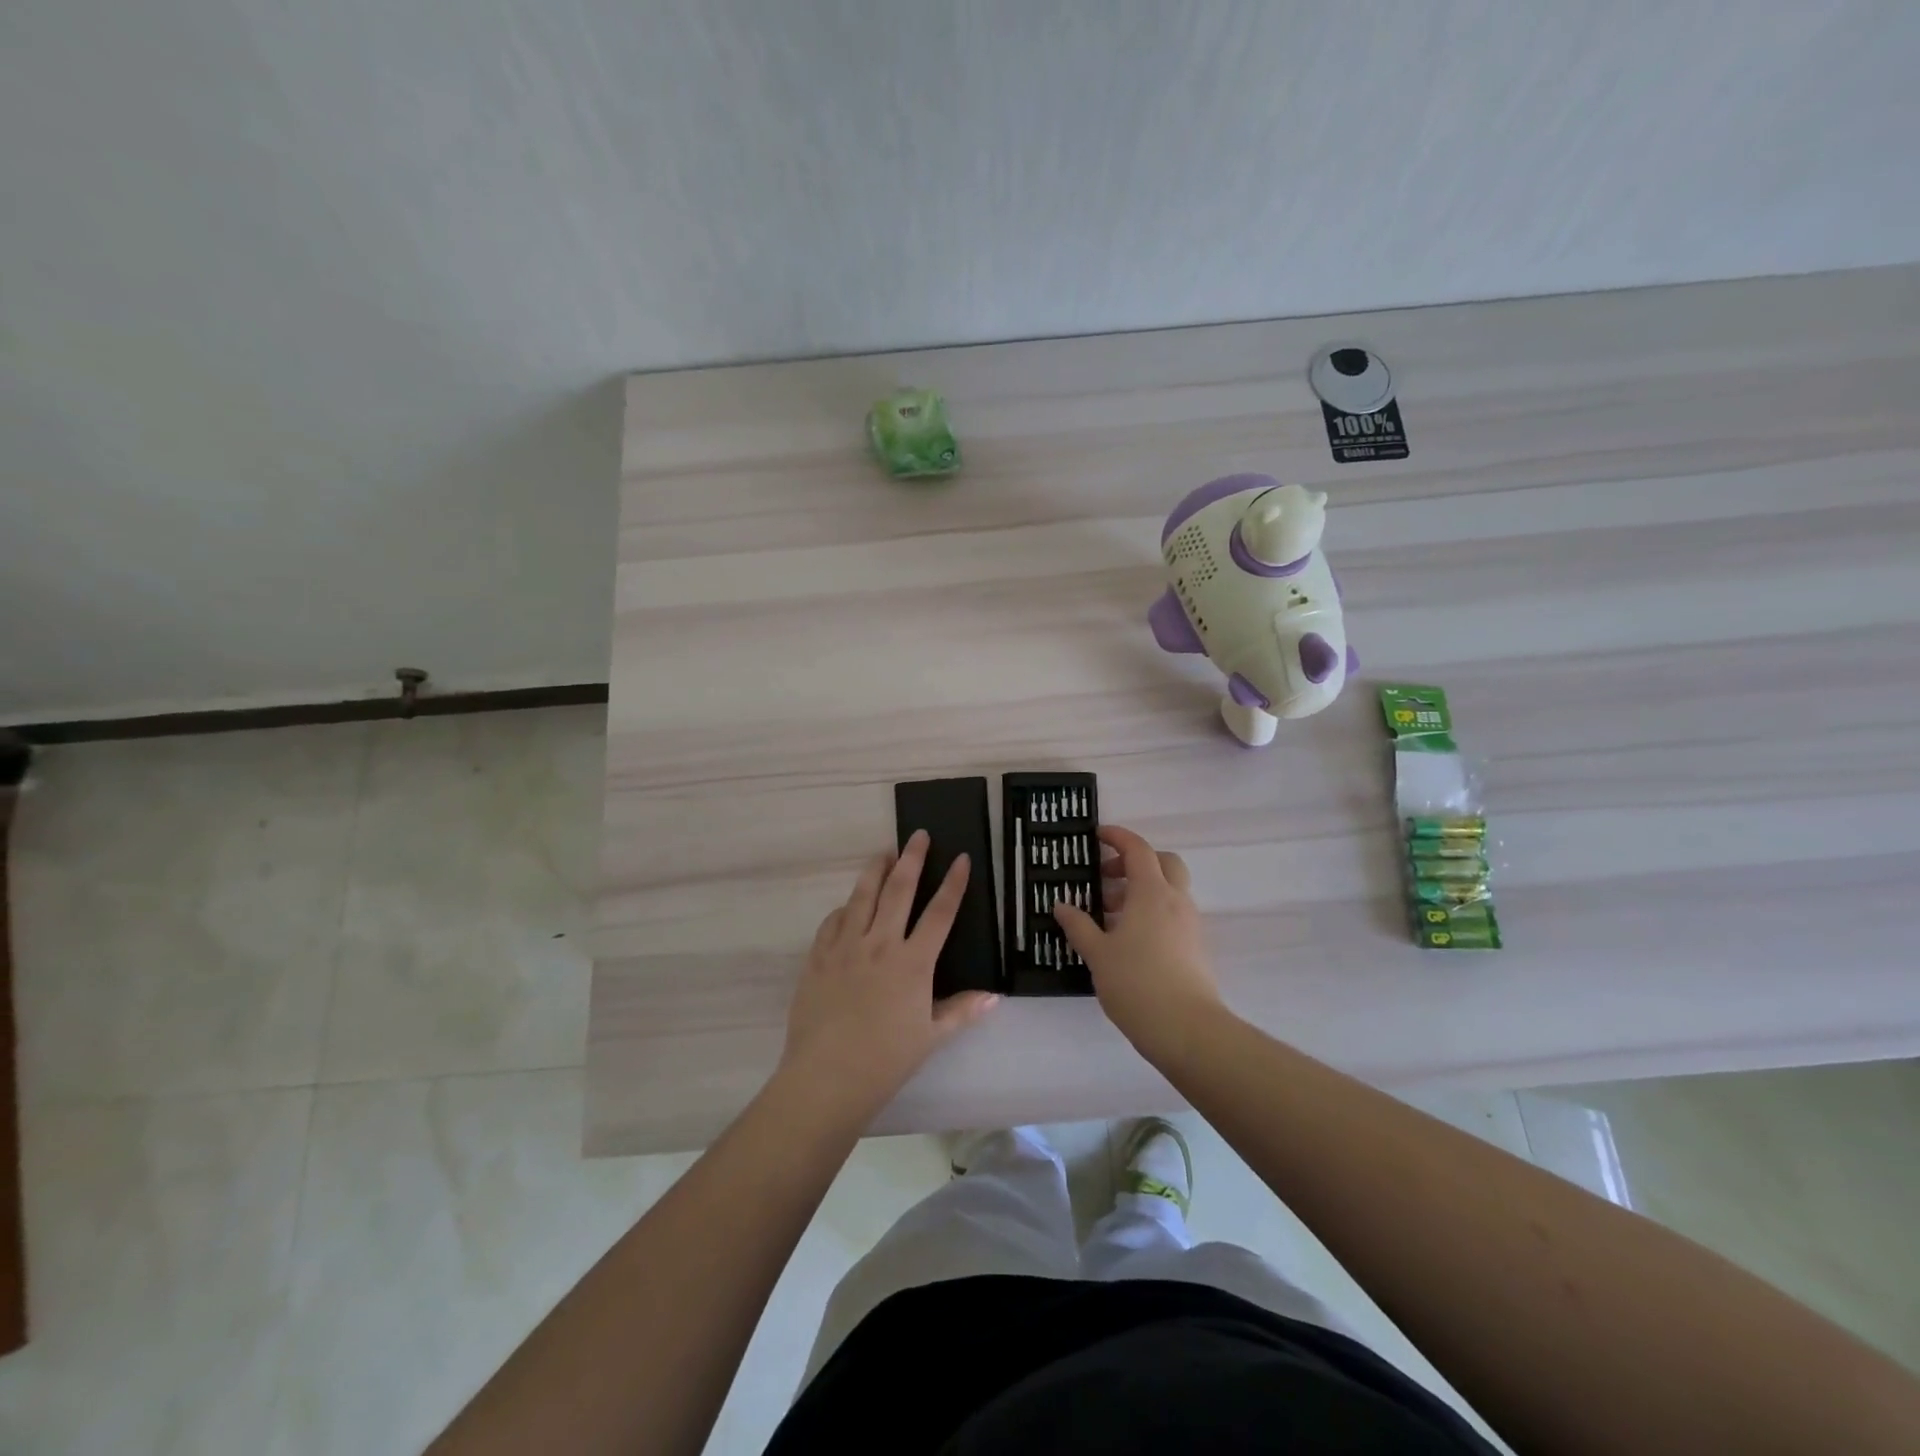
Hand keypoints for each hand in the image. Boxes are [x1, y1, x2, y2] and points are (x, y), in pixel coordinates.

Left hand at [779, 830, 999, 1120]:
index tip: (961, 859)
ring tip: (884, 852)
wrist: (827, 1077)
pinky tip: (849, 905)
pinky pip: (833, 921)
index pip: (939, 913)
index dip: (953, 884)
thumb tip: (994, 996)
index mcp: (913, 962)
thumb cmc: (886, 1060)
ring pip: (862, 896)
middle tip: (919, 835)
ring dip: (875, 870)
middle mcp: (880, 944)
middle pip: (899, 890)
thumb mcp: (931, 1037)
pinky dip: (845, 908)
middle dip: (912, 859)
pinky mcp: (818, 957)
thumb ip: (962, 1011)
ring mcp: (845, 947)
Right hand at [1054, 825, 1223, 1061]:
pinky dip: (1152, 912)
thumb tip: (1061, 905)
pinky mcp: (1195, 947)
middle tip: (1106, 877)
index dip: (1118, 837)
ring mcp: (1190, 924)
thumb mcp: (1097, 954)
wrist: (1188, 1030)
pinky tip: (1128, 939)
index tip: (1097, 835)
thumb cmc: (1136, 983)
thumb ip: (1078, 926)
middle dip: (1135, 862)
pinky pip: (1173, 914)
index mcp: (1152, 893)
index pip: (1138, 850)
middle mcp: (1176, 901)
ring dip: (1141, 890)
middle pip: (1163, 863)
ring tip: (1108, 915)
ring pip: (1169, 890)